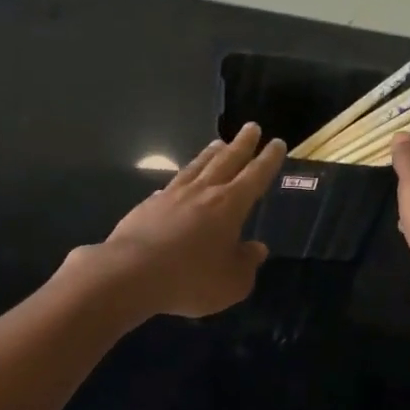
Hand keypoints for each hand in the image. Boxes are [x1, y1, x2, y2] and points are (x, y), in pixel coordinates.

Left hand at [77, 122, 286, 319]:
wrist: (131, 273)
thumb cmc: (190, 279)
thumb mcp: (231, 283)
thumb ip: (247, 264)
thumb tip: (257, 249)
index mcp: (229, 205)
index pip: (255, 176)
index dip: (268, 160)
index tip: (277, 143)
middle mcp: (202, 192)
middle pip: (226, 161)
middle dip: (241, 144)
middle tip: (251, 127)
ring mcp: (172, 195)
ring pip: (197, 167)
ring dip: (210, 154)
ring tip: (218, 143)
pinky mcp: (148, 205)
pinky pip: (170, 185)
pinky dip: (180, 179)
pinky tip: (178, 181)